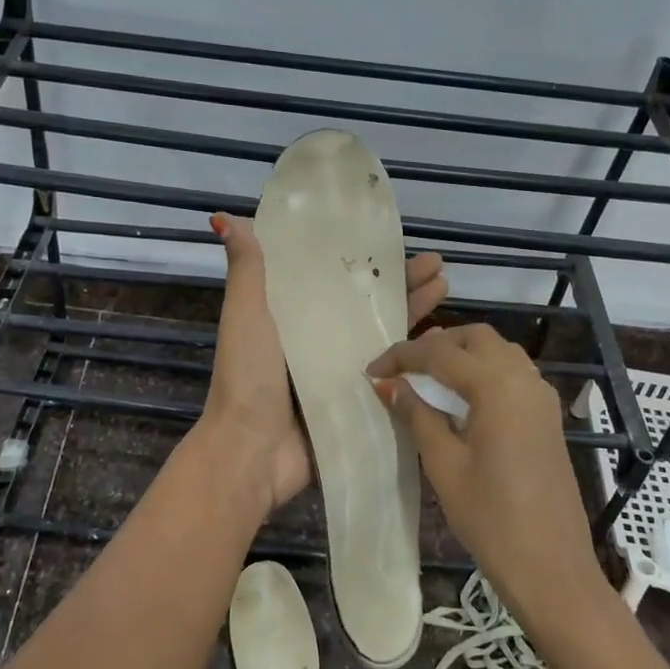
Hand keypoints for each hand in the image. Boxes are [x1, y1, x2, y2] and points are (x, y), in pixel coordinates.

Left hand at [202, 213, 447, 517]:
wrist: (252, 451)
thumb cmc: (248, 376)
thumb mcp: (245, 314)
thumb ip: (247, 271)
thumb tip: (224, 217)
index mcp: (291, 316)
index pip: (334, 278)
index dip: (363, 260)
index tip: (394, 239)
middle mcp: (318, 341)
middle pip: (366, 306)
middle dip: (401, 284)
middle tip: (438, 265)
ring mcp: (339, 374)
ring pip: (383, 336)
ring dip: (413, 313)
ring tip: (445, 289)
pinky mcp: (355, 403)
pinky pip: (390, 376)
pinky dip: (414, 359)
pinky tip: (442, 343)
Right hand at [367, 323, 603, 622]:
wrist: (550, 565)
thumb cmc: (490, 518)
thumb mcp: (444, 465)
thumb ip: (417, 415)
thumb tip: (389, 384)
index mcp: (497, 387)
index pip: (440, 352)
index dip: (401, 357)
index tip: (371, 371)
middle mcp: (524, 379)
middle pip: (476, 337)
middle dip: (436, 344)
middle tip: (402, 370)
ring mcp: (541, 396)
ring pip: (498, 351)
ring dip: (462, 353)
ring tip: (427, 379)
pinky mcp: (548, 416)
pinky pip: (513, 373)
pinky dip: (484, 371)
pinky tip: (462, 399)